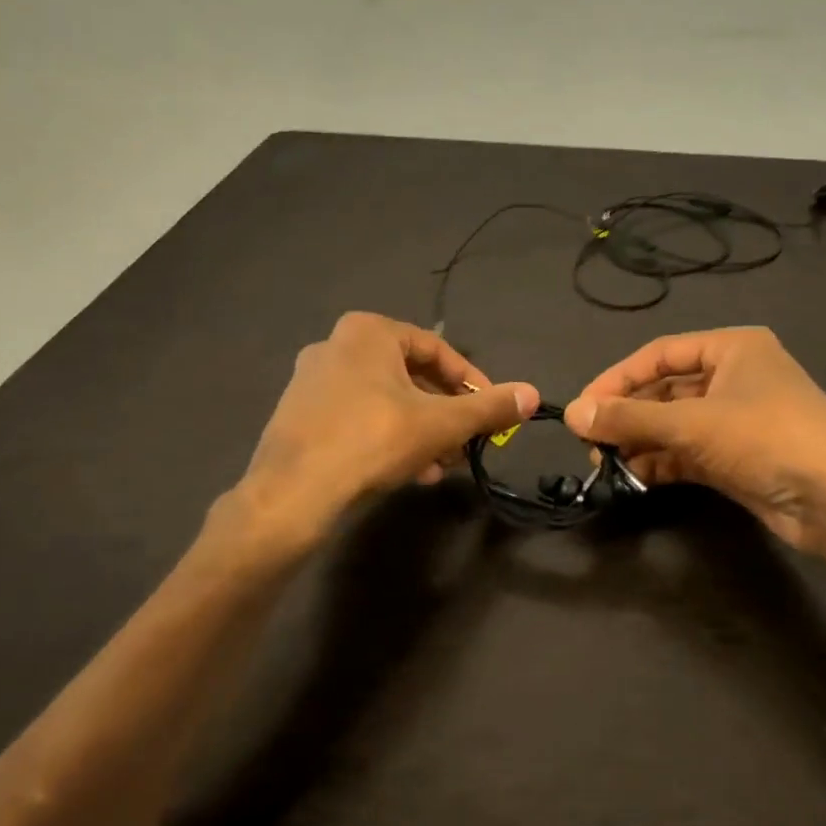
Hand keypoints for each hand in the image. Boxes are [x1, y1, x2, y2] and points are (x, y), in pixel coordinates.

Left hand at [229, 312, 536, 552]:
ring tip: (442, 465)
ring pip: (385, 401)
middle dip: (445, 413)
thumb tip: (533, 394)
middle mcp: (336, 345)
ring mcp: (311, 380)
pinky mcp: (298, 415)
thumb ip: (489, 407)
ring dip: (420, 431)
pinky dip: (388, 438)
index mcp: (368, 331)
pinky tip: (407, 473)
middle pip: (410, 377)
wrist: (291, 494)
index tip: (492, 410)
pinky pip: (358, 418)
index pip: (437, 349)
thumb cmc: (372, 440)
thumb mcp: (441, 423)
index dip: (471, 381)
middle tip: (467, 442)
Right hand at [565, 327, 825, 595]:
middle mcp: (733, 377)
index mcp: (731, 348)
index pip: (658, 355)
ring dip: (640, 441)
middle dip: (627, 415)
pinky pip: (687, 452)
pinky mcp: (737, 457)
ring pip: (674, 424)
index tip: (581, 409)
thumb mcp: (693, 423)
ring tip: (605, 463)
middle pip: (664, 390)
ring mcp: (736, 420)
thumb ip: (630, 418)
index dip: (616, 379)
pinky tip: (632, 477)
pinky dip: (660, 462)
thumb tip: (572, 414)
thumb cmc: (767, 438)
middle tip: (590, 442)